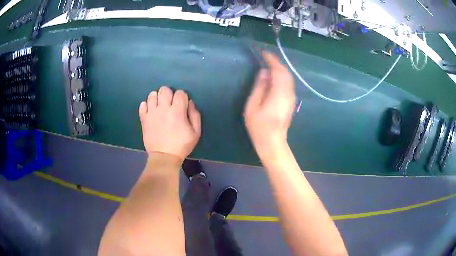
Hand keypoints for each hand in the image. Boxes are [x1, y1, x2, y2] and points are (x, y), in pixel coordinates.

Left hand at [139, 86, 200, 160]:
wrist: (164, 157)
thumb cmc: (181, 145)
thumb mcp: (196, 132)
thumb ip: (195, 115)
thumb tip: (190, 102)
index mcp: (177, 111)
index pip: (180, 93)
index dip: (182, 97)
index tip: (182, 104)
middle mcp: (163, 109)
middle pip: (164, 90)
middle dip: (169, 94)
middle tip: (170, 103)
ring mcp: (152, 113)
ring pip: (152, 95)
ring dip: (157, 98)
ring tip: (159, 106)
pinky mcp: (144, 119)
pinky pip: (142, 105)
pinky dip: (146, 105)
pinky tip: (151, 111)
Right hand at [244, 52, 295, 156]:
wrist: (273, 142)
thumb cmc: (259, 127)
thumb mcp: (253, 107)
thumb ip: (259, 87)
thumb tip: (264, 72)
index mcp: (279, 94)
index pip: (278, 71)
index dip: (272, 60)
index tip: (264, 53)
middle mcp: (288, 94)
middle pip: (286, 73)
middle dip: (276, 63)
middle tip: (265, 57)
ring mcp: (291, 98)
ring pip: (288, 77)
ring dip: (280, 69)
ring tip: (268, 64)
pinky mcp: (291, 101)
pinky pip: (288, 83)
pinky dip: (282, 76)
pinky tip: (274, 76)